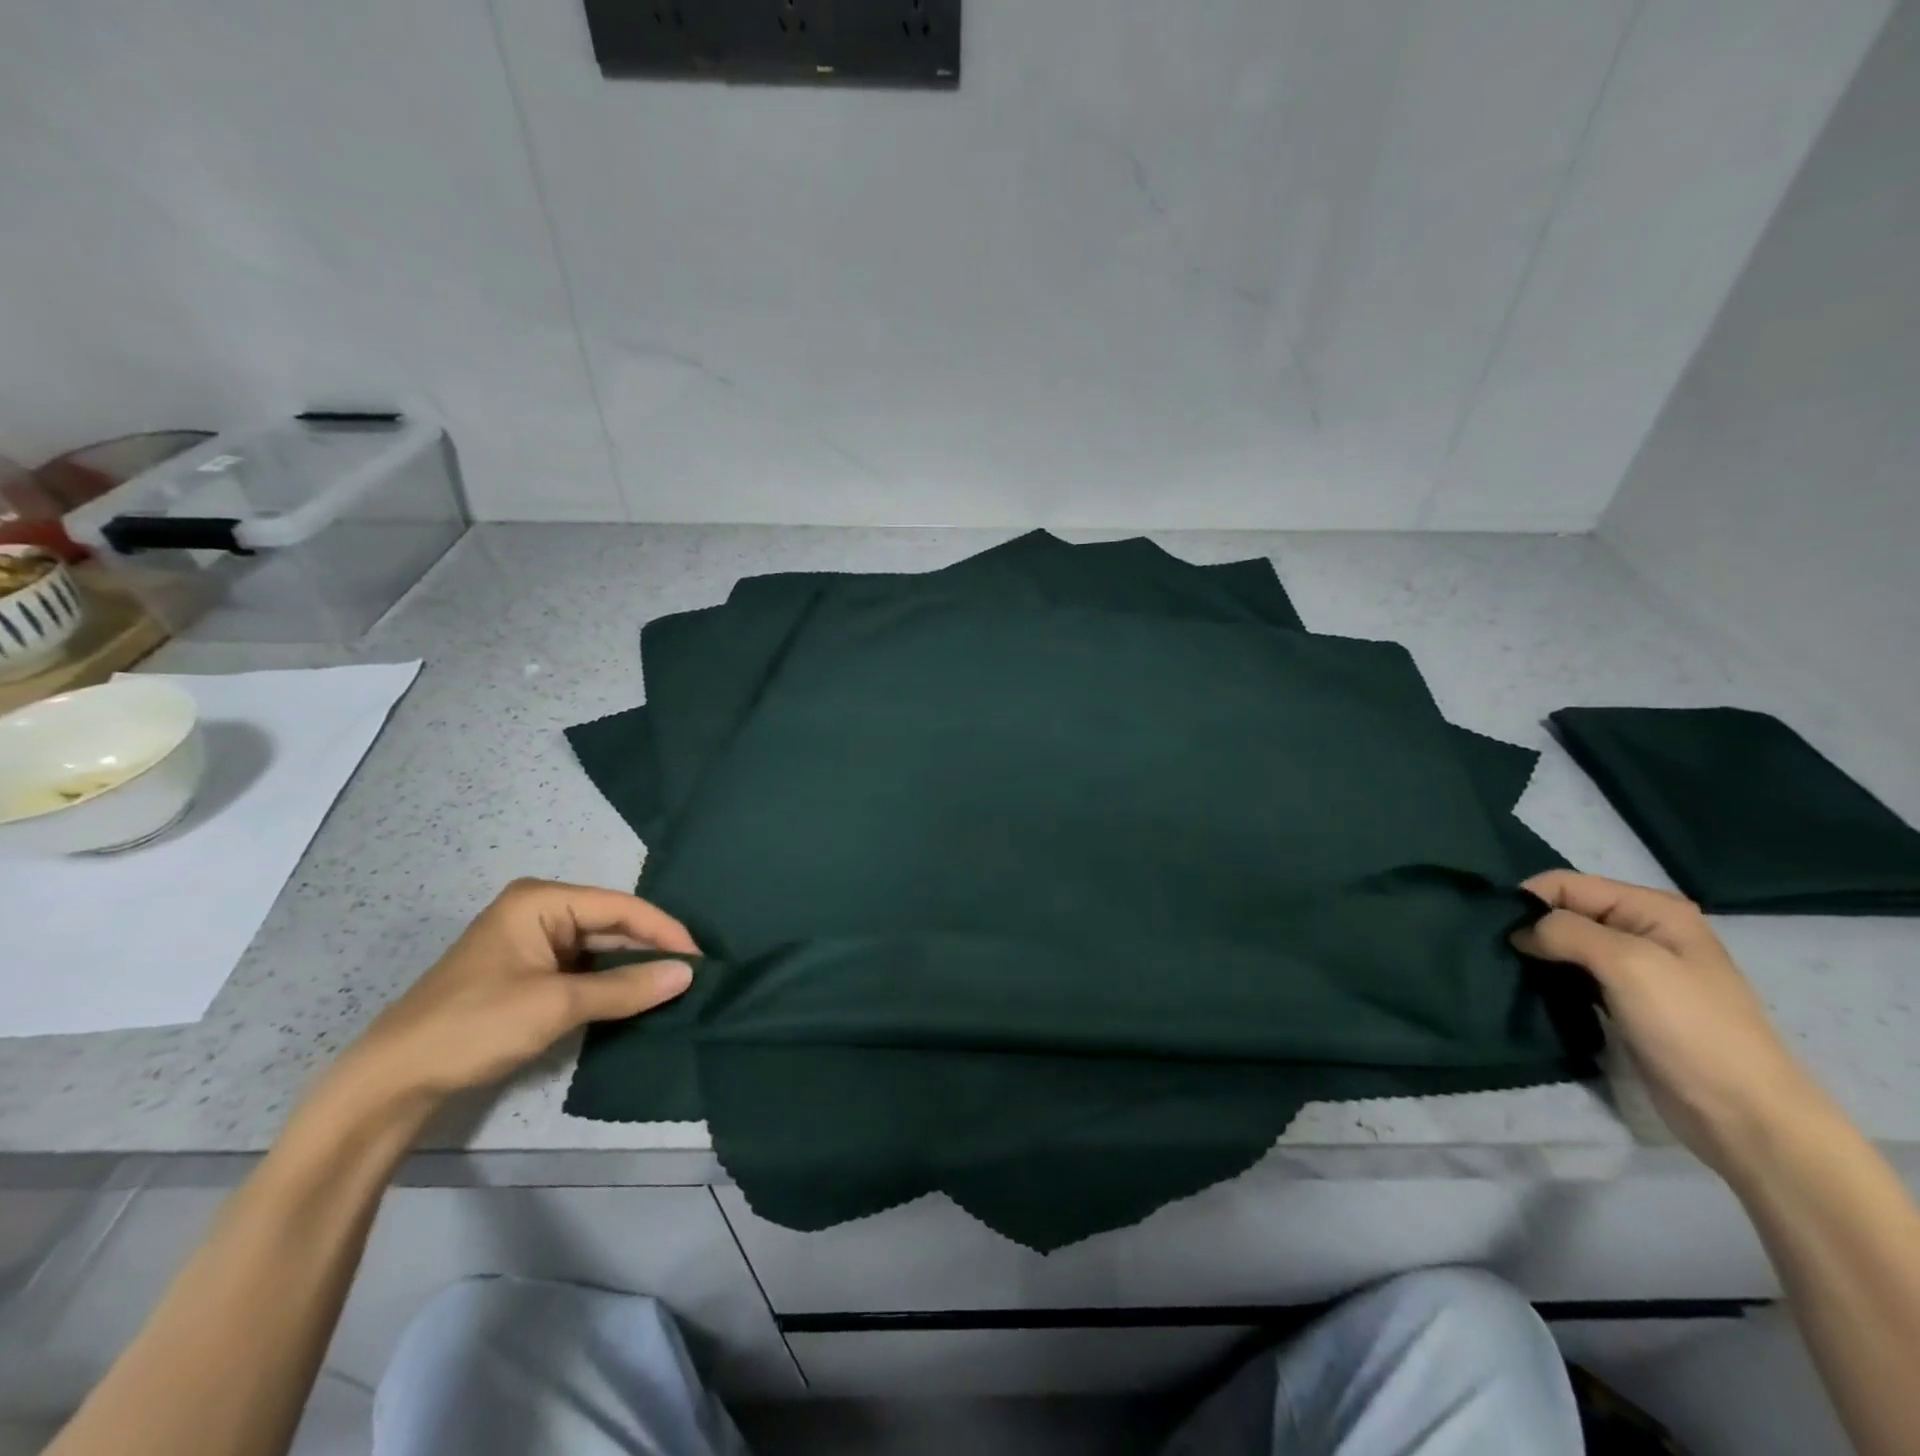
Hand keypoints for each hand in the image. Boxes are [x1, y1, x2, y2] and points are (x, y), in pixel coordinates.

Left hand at [329, 879, 698, 1109]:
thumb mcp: (557, 1005)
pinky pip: (584, 969)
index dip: (665, 931)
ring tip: (676, 985)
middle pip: (612, 924)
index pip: (621, 907)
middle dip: (652, 948)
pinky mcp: (529, 974)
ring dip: (634, 968)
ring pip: (600, 949)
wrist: (391, 1083)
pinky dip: (610, 983)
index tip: (701, 960)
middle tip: (695, 974)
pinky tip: (638, 996)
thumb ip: (626, 987)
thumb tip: (688, 975)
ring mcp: (533, 943)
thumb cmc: (475, 1026)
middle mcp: (540, 911)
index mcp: (541, 900)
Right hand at [1513, 871, 1821, 1176]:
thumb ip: (1565, 931)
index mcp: (1652, 908)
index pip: (1565, 883)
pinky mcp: (1623, 1001)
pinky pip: (1573, 975)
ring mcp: (1635, 968)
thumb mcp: (1627, 963)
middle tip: (1495, 952)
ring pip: (1564, 944)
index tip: (1497, 931)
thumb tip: (1519, 932)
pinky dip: (1549, 978)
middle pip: (1564, 911)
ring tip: (1507, 971)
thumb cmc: (1690, 1028)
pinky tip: (1532, 990)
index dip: (1528, 901)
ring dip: (1536, 955)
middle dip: (1529, 927)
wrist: (1742, 1114)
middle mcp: (1643, 930)